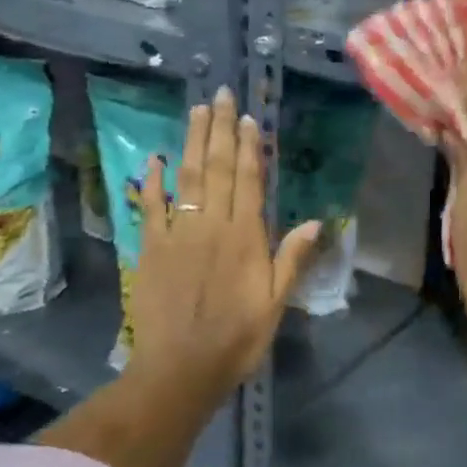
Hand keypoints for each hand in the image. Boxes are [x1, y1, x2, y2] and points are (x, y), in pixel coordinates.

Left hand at [123, 86, 322, 413]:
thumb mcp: (276, 303)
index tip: (249, 118)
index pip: (248, 181)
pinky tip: (153, 158)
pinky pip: (150, 207)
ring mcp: (178, 234)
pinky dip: (151, 181)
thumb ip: (292, 258)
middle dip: (219, 130)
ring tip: (196, 111)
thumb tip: (317, 220)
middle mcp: (211, 226)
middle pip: (216, 168)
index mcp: (245, 238)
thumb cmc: (237, 338)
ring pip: (185, 178)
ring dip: (190, 142)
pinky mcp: (151, 249)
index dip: (248, 147)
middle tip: (221, 96)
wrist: (180, 369)